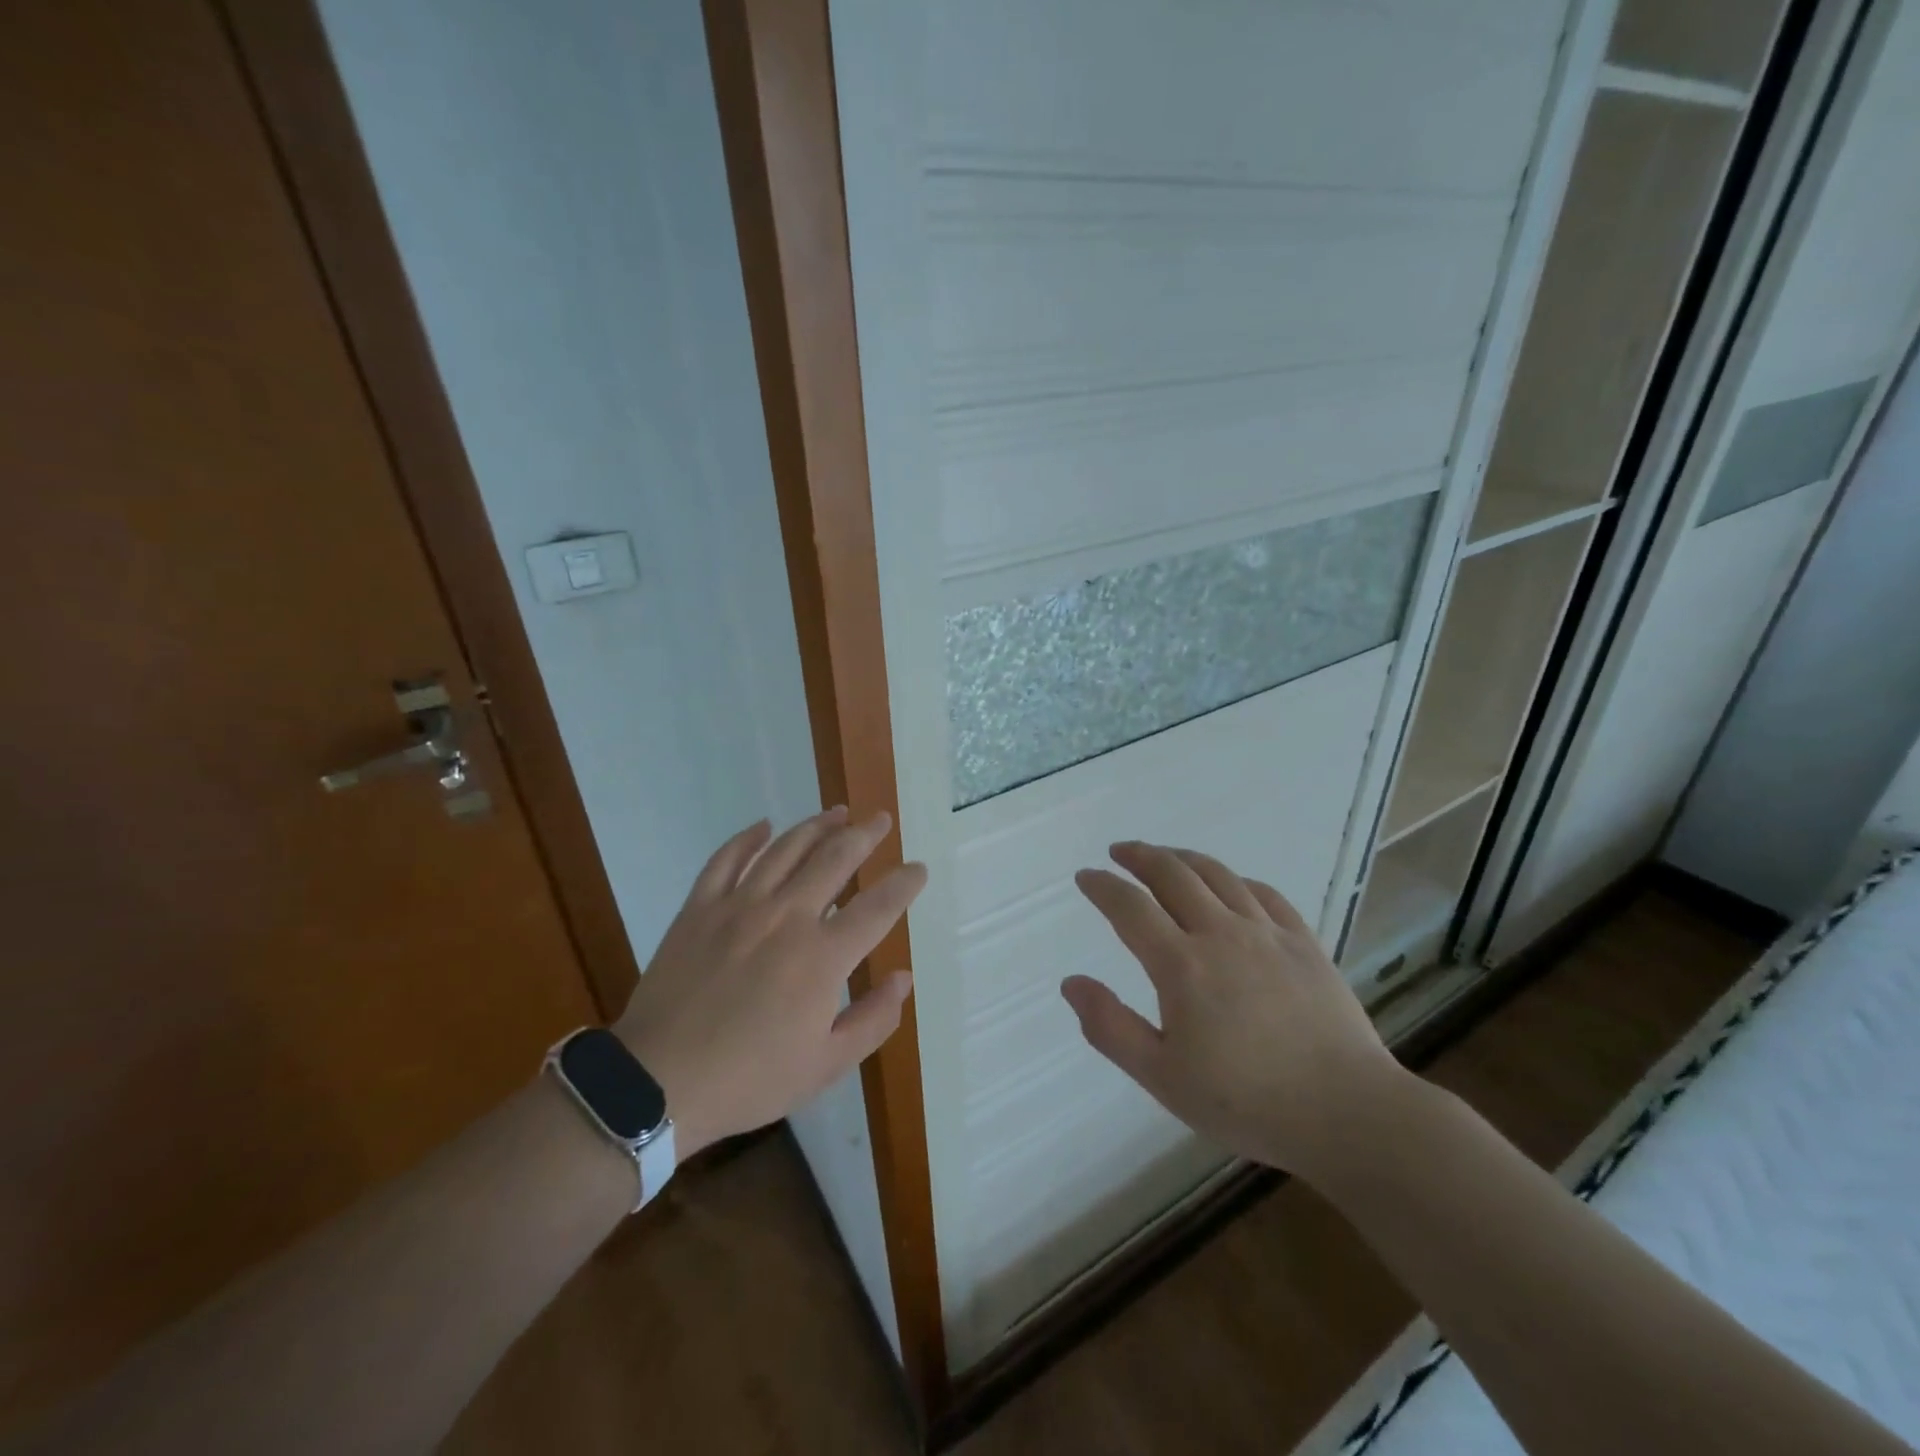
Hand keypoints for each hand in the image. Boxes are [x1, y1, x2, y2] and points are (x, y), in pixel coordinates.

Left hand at [613, 809, 925, 1158]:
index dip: (904, 884)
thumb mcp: (825, 1066)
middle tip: (880, 820)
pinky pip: (726, 859)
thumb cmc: (749, 1078)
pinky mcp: (700, 908)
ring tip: (838, 812)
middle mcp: (787, 917)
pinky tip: (764, 826)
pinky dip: (748, 838)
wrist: (658, 1082)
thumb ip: (873, 1020)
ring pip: (786, 849)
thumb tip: (904, 978)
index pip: (877, 907)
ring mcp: (739, 906)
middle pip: (834, 859)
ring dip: (817, 826)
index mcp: (822, 957)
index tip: (918, 869)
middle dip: (864, 835)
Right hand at [1062, 841, 1402, 1180]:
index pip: (1130, 907)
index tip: (1086, 877)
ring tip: (1165, 856)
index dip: (1103, 887)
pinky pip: (1264, 893)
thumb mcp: (1162, 1078)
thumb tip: (1071, 982)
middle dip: (1140, 856)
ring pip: (1218, 874)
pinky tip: (1230, 884)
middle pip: (1172, 875)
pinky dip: (1237, 879)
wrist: (1347, 1113)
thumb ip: (1110, 1028)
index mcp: (1181, 965)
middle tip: (1120, 852)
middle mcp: (1221, 933)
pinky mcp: (1304, 942)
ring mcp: (1267, 933)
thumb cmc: (1246, 1101)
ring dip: (1183, 858)